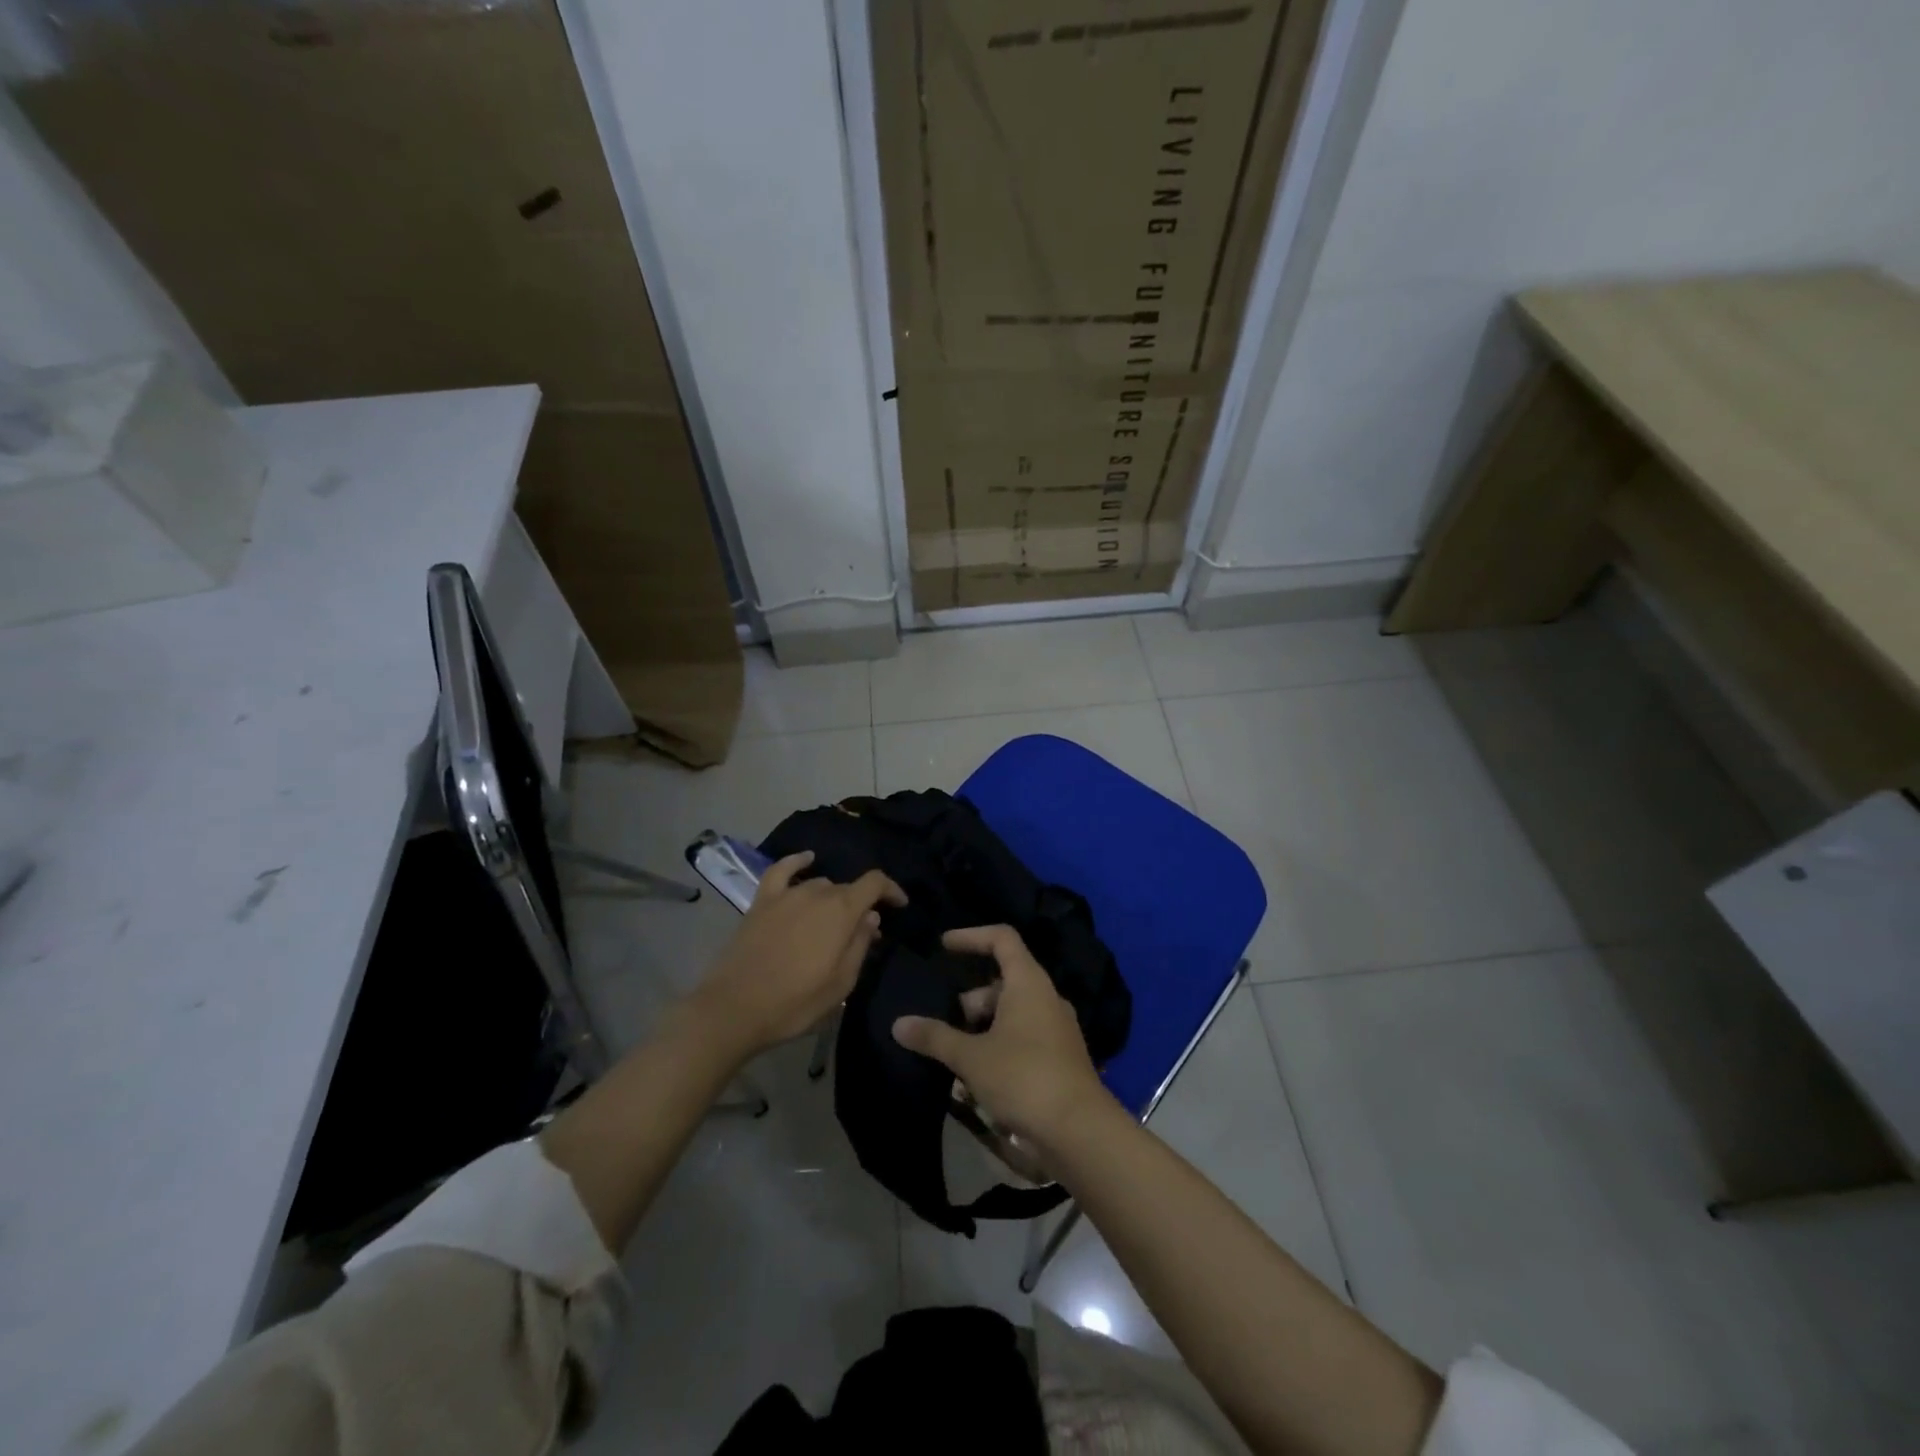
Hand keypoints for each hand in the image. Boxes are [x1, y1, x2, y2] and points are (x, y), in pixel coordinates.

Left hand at [692, 851, 905, 1058]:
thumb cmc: (795, 1002)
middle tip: (860, 932)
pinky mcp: (761, 902)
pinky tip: (807, 859)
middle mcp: (816, 893)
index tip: (900, 905)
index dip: (892, 890)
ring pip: (819, 884)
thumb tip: (870, 918)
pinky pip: (782, 870)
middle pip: (847, 888)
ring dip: (832, 897)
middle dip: (859, 905)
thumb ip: (859, 945)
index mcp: (841, 911)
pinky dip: (797, 862)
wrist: (735, 1009)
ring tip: (833, 918)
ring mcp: (786, 895)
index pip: (875, 883)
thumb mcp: (841, 983)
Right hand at [892, 924, 1114, 1149]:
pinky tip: (978, 1080)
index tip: (944, 946)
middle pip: (1003, 982)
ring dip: (982, 1030)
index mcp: (1028, 982)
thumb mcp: (971, 1057)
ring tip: (956, 1058)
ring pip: (1011, 1014)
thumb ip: (935, 1037)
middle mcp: (1046, 998)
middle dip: (970, 1000)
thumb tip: (899, 1024)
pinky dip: (998, 1048)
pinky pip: (1022, 1039)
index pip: (1001, 938)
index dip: (971, 936)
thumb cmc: (1023, 1078)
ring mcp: (1056, 1029)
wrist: (1079, 1132)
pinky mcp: (1059, 1058)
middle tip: (946, 1025)